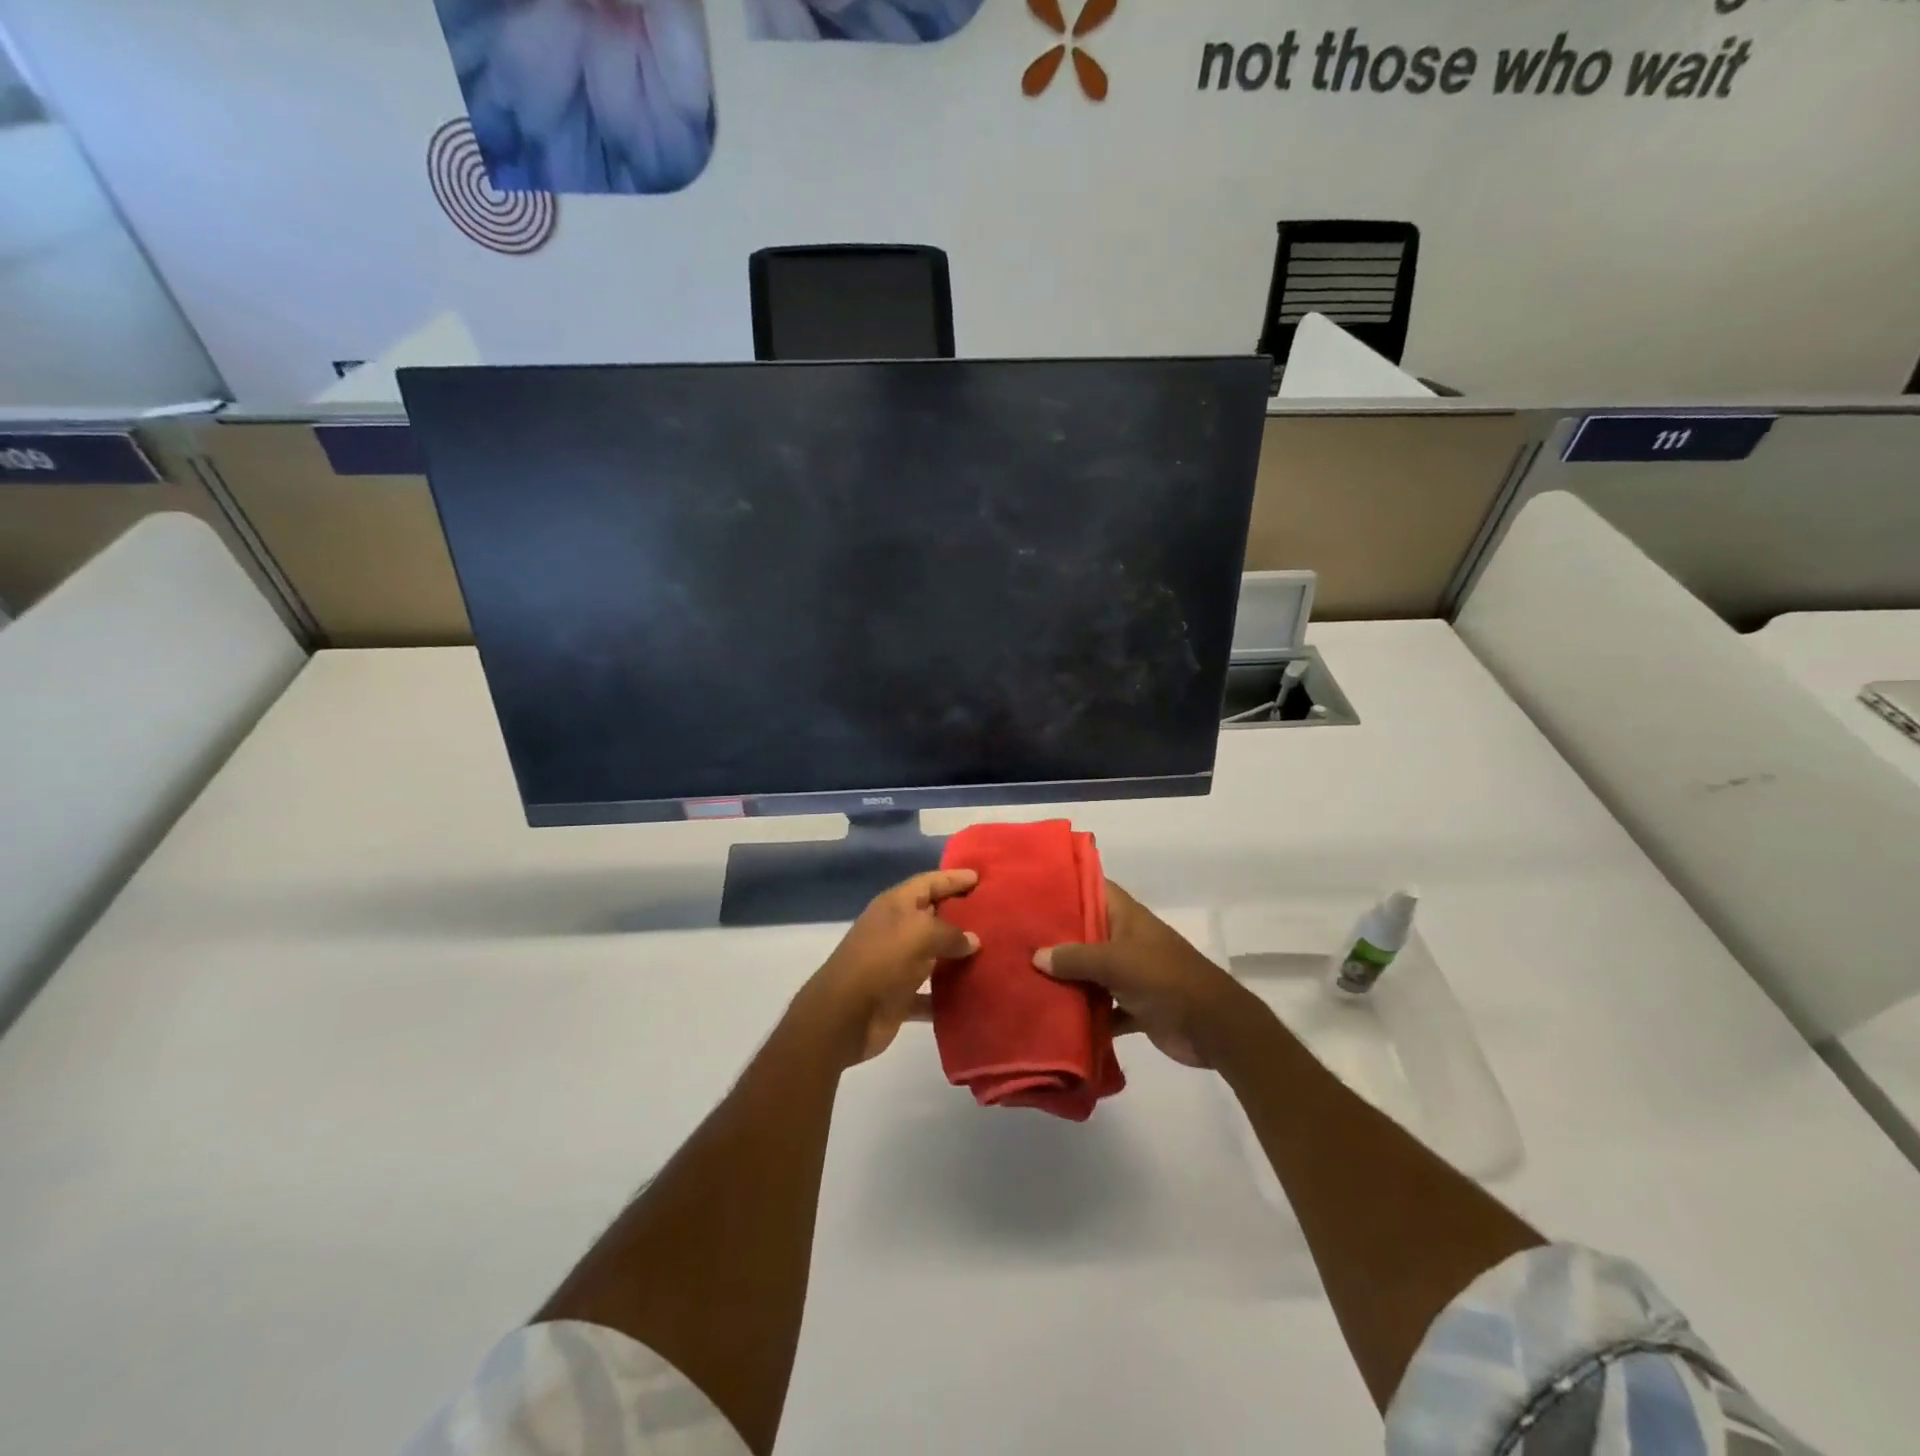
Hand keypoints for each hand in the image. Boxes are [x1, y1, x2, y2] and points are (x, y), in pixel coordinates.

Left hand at [795, 870, 979, 1067]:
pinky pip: (930, 991)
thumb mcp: (920, 934)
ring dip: (958, 955)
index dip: (954, 878)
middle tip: (996, 913)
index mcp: (895, 905)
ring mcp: (896, 963)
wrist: (844, 1016)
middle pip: (933, 916)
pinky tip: (974, 994)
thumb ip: (951, 933)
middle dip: (961, 914)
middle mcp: (895, 930)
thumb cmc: (881, 961)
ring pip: (934, 954)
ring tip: (993, 952)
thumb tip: (973, 940)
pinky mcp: (899, 996)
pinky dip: (948, 994)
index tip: (981, 877)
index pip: (929, 882)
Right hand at [1035, 882, 1252, 1068]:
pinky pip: (1104, 1007)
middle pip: (1087, 932)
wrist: (1214, 1028)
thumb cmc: (1166, 979)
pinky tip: (1056, 1019)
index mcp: (1127, 917)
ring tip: (1024, 976)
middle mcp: (1127, 940)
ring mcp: (1132, 974)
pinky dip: (1086, 1014)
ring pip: (1092, 971)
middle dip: (1056, 936)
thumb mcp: (1116, 962)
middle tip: (1015, 935)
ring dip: (1067, 978)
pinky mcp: (1136, 1006)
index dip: (1067, 883)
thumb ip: (1076, 958)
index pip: (1094, 888)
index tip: (1032, 886)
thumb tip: (1036, 956)